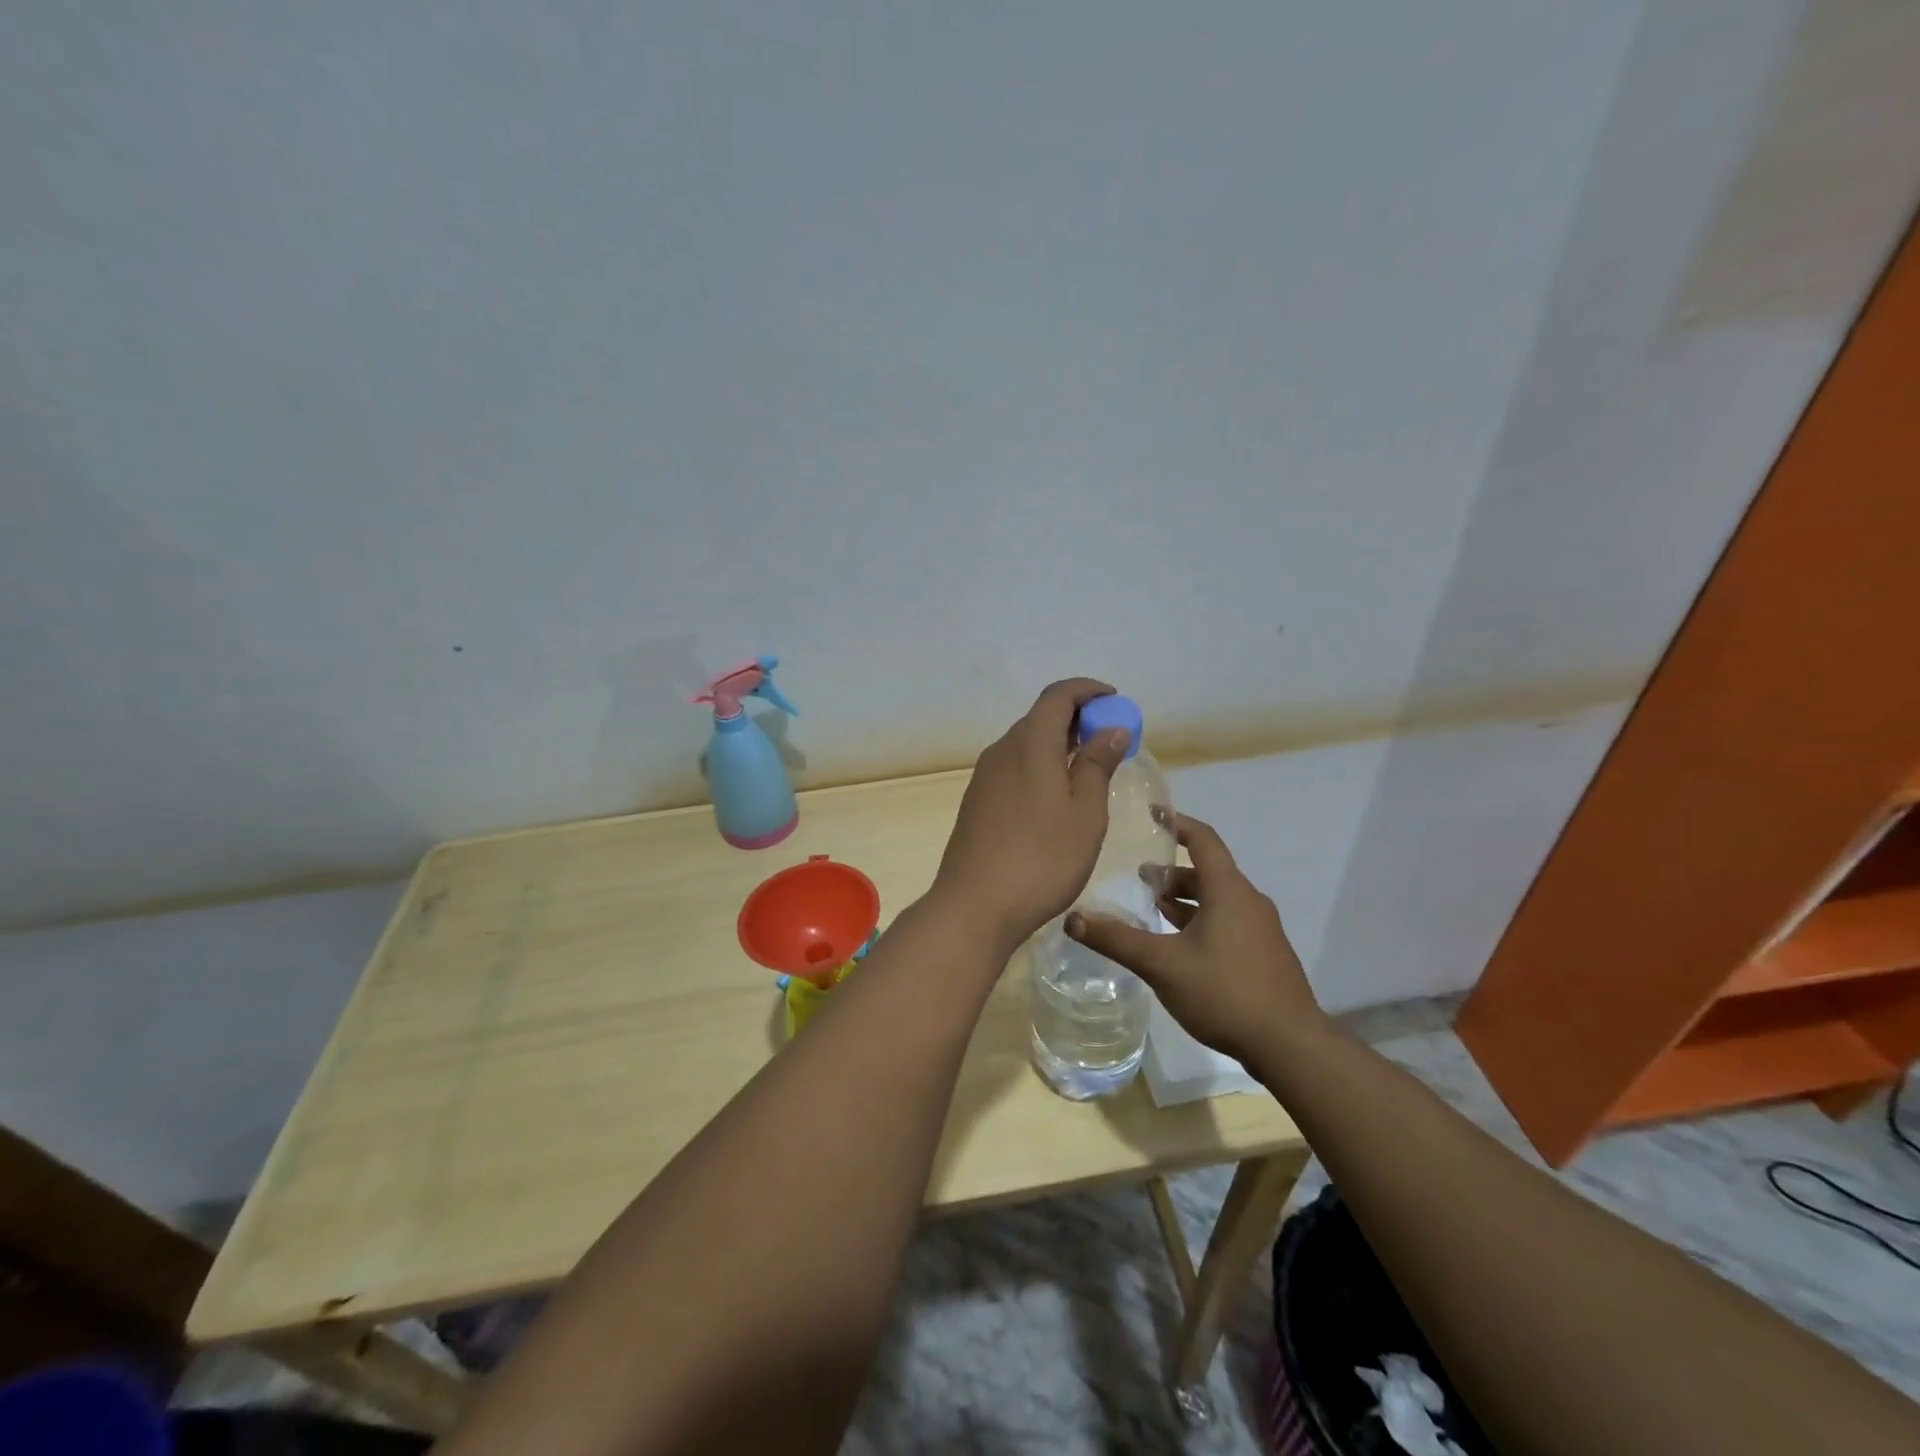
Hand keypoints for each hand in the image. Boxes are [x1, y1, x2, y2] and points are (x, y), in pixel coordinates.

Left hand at [934, 678, 1131, 949]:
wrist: (974, 905)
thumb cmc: (1041, 859)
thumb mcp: (1085, 813)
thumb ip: (1097, 765)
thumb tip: (1110, 729)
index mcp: (1029, 744)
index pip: (1057, 696)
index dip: (1087, 690)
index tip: (1114, 700)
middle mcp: (1002, 751)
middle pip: (1040, 718)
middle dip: (1076, 719)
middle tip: (1108, 739)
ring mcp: (984, 777)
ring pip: (1026, 744)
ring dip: (1058, 745)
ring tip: (1087, 769)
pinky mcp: (977, 802)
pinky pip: (1014, 768)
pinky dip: (1040, 766)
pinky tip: (1055, 797)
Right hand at [1065, 812, 1327, 1064]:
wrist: (1289, 1045)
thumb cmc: (1225, 992)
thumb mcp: (1162, 964)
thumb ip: (1117, 939)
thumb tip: (1073, 918)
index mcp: (1228, 891)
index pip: (1202, 839)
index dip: (1176, 824)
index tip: (1152, 814)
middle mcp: (1248, 902)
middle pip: (1208, 872)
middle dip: (1172, 873)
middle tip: (1139, 879)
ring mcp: (1261, 930)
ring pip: (1217, 900)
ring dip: (1185, 900)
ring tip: (1153, 910)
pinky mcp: (1264, 955)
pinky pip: (1227, 922)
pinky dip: (1200, 921)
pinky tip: (1180, 946)